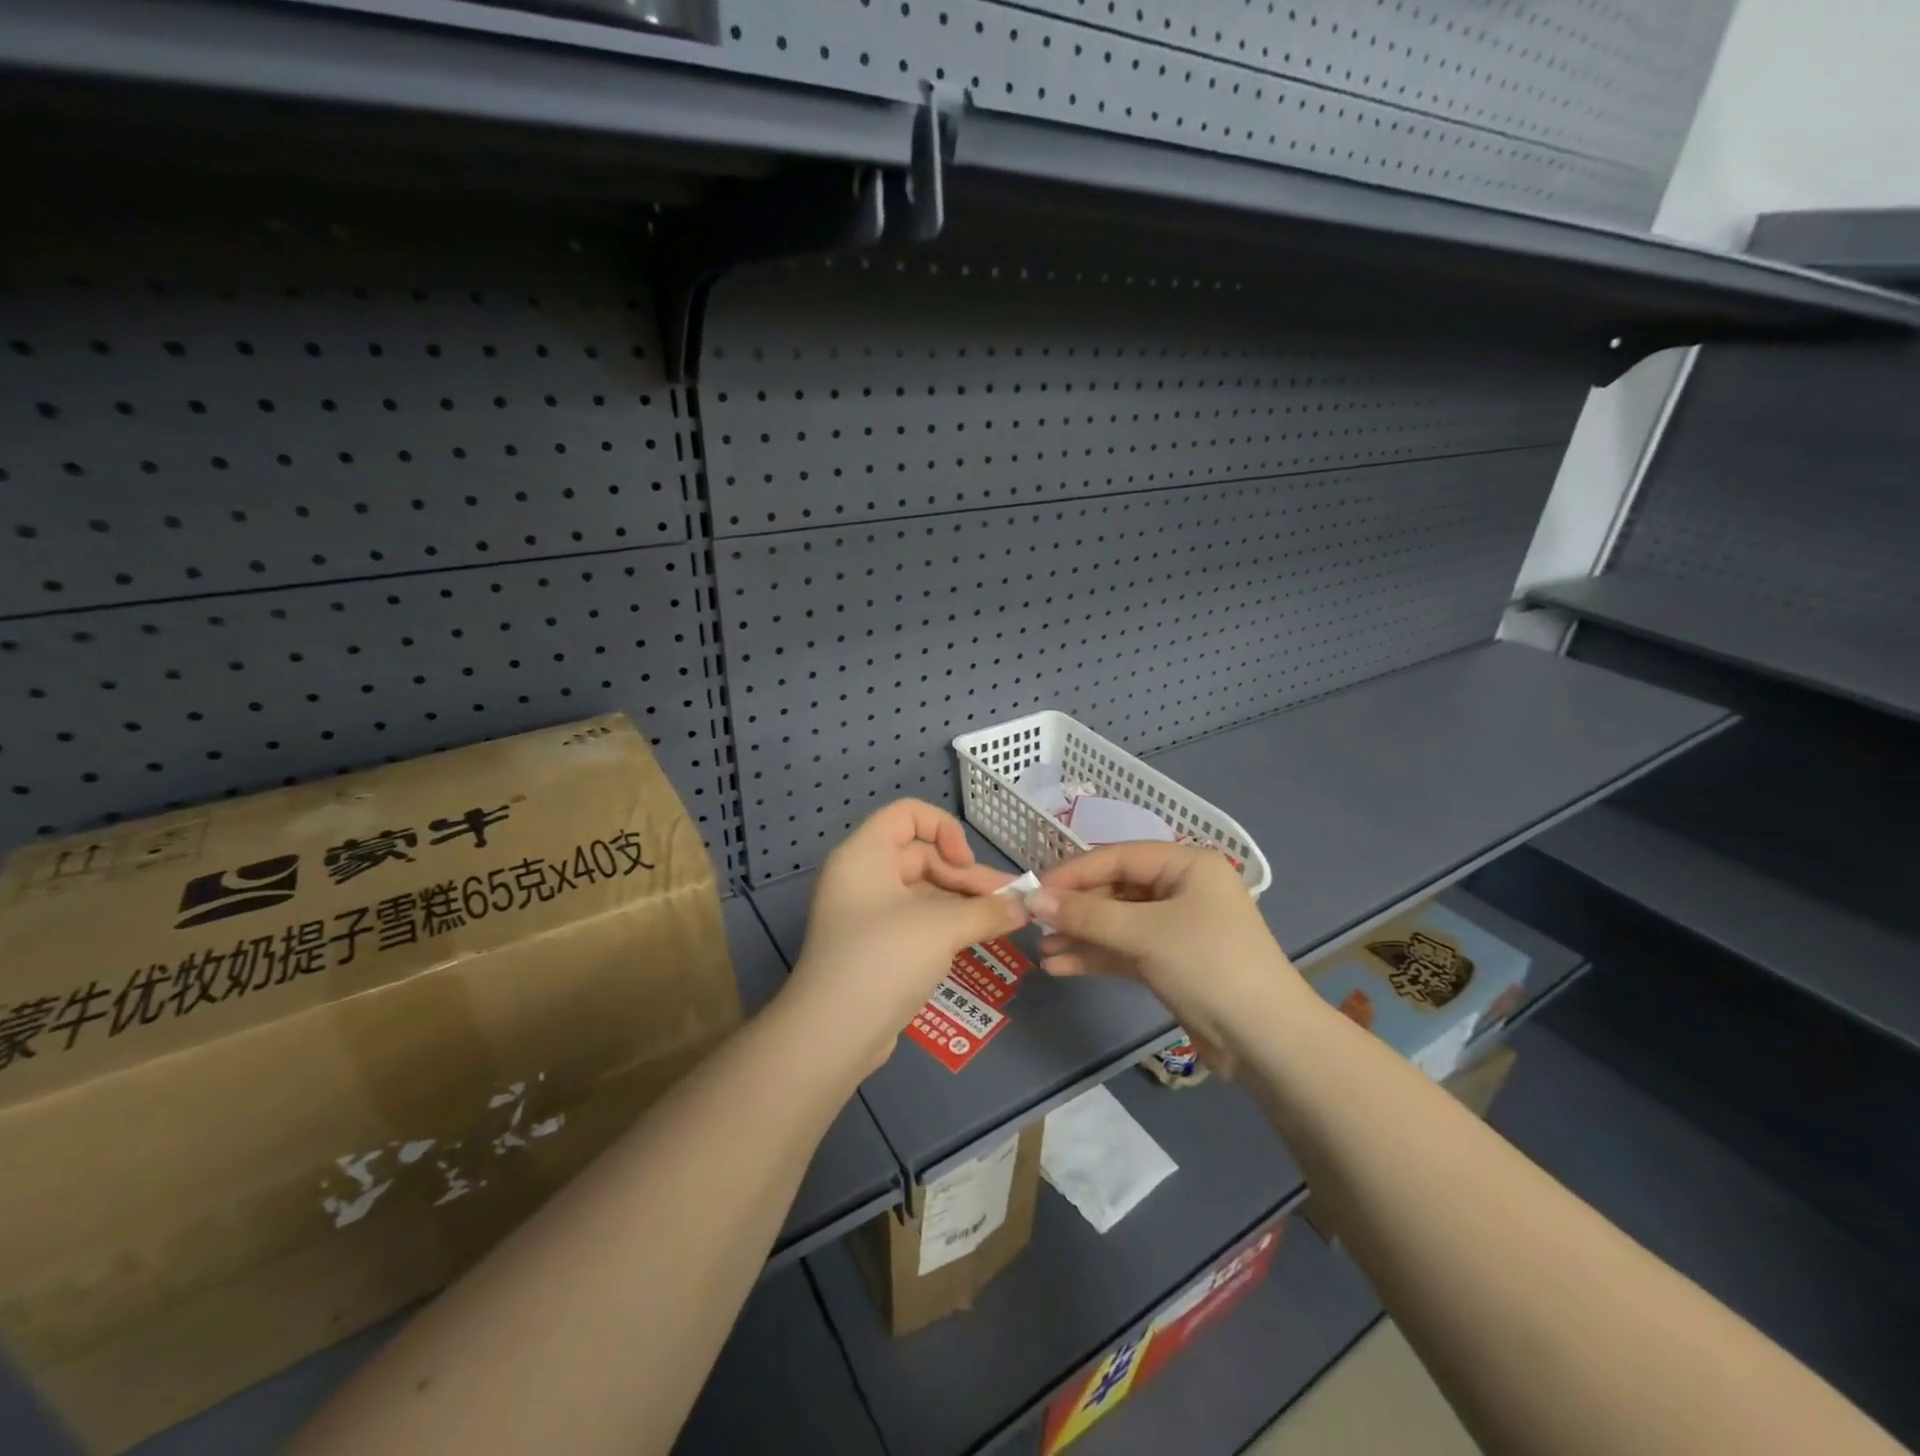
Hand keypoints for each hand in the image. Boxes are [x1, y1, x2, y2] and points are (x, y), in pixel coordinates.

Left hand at [784, 800, 1028, 1074]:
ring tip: (1006, 919)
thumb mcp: (942, 927)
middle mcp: (863, 875)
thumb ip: (988, 910)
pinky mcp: (877, 946)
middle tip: (1008, 901)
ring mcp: (868, 913)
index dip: (944, 829)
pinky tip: (980, 937)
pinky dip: (948, 924)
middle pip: (922, 855)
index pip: (908, 814)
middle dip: (967, 876)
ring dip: (964, 902)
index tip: (965, 864)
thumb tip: (1025, 906)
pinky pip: (918, 920)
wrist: (835, 1033)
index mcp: (865, 854)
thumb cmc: (884, 959)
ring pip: (924, 891)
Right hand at [1031, 843, 1306, 1076]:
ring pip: (1116, 922)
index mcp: (1186, 865)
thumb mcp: (1145, 934)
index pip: (1117, 857)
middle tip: (1034, 923)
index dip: (1073, 873)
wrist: (1266, 1041)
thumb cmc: (1209, 966)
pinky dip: (1096, 956)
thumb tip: (1033, 900)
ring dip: (1080, 935)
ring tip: (1041, 949)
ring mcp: (1175, 926)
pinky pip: (1124, 949)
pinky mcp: (1170, 961)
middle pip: (1115, 888)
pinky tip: (1061, 966)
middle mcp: (1181, 888)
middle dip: (1075, 908)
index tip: (1034, 891)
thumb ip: (1087, 915)